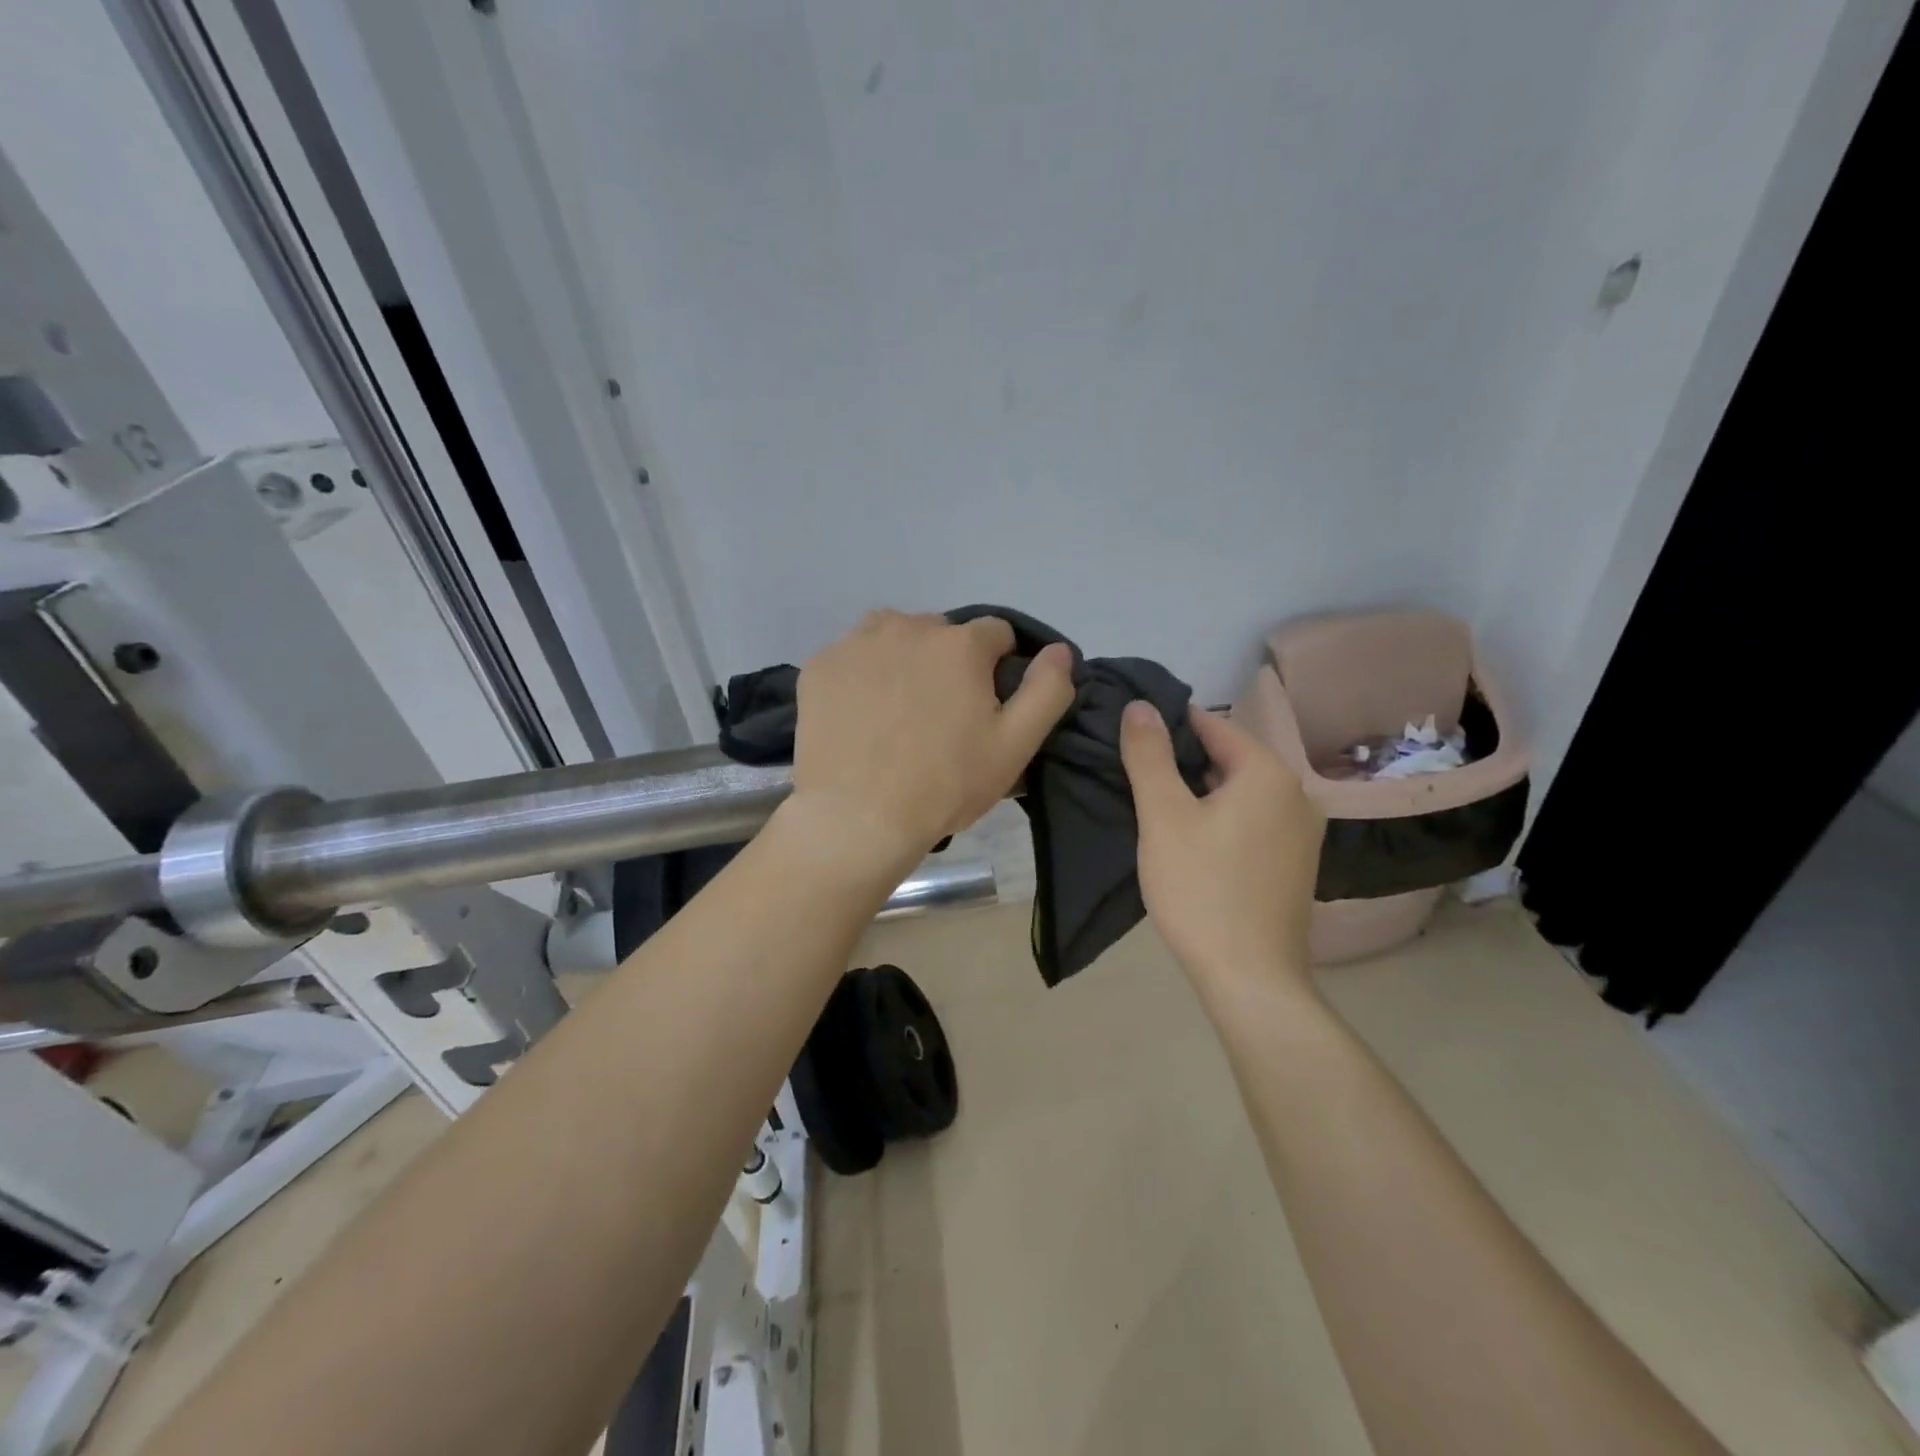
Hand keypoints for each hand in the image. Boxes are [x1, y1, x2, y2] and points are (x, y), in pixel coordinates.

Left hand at [788, 611, 1075, 876]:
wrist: (856, 818)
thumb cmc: (944, 785)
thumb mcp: (1015, 747)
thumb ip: (1047, 691)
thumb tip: (1059, 650)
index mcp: (960, 644)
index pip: (996, 634)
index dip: (998, 668)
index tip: (986, 706)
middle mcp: (907, 627)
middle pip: (942, 633)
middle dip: (949, 663)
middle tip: (941, 716)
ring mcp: (857, 643)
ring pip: (894, 636)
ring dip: (904, 659)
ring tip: (898, 710)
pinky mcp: (820, 666)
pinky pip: (853, 657)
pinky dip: (863, 676)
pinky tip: (861, 716)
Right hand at [1120, 702, 1325, 989]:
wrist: (1250, 978)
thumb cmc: (1201, 889)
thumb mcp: (1163, 816)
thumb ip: (1149, 755)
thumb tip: (1139, 706)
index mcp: (1268, 773)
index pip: (1212, 725)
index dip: (1168, 725)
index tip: (1130, 734)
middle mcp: (1296, 794)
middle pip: (1228, 759)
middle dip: (1182, 762)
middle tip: (1134, 775)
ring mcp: (1301, 833)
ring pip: (1239, 794)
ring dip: (1200, 794)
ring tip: (1155, 807)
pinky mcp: (1295, 864)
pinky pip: (1252, 823)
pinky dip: (1221, 820)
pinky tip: (1191, 842)